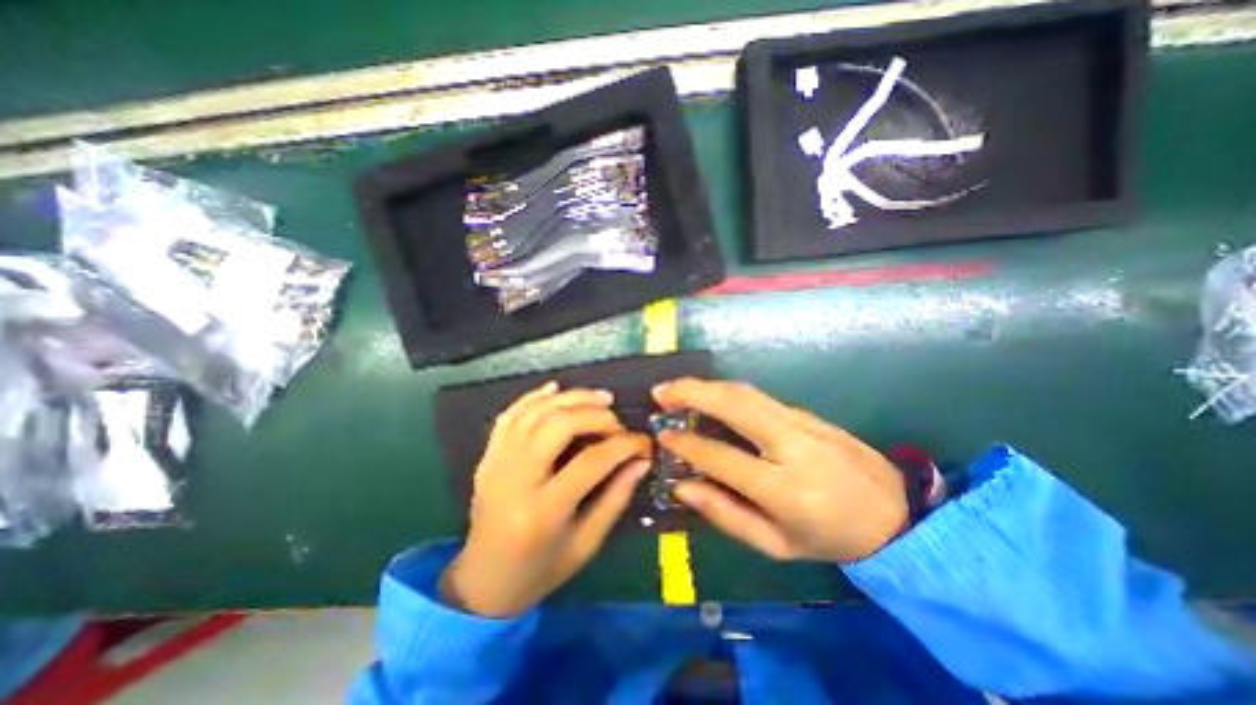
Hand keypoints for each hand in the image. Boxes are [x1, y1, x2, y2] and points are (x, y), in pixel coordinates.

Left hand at [440, 384, 651, 619]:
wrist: (483, 583)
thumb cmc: (540, 571)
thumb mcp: (586, 544)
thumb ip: (616, 498)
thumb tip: (641, 461)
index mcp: (542, 512)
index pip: (591, 461)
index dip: (624, 445)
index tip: (644, 443)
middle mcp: (515, 480)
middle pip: (559, 425)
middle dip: (596, 415)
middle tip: (617, 423)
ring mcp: (496, 464)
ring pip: (535, 412)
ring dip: (571, 398)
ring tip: (599, 398)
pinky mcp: (488, 456)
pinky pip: (510, 415)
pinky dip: (534, 397)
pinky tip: (556, 388)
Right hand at [654, 377, 908, 563]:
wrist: (893, 512)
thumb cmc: (829, 537)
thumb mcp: (775, 545)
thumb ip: (725, 514)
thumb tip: (683, 486)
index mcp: (785, 490)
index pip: (724, 458)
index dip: (688, 444)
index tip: (662, 436)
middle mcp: (793, 446)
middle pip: (735, 405)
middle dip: (692, 393)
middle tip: (660, 392)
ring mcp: (802, 423)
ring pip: (745, 393)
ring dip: (705, 385)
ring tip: (676, 388)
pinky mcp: (805, 412)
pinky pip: (757, 396)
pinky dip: (725, 391)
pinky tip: (707, 394)